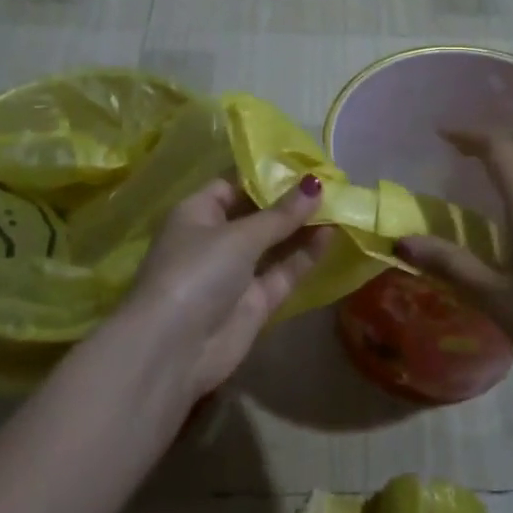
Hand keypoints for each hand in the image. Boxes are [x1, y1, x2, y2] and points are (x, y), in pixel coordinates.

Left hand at [116, 173, 331, 405]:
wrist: (174, 349)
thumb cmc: (197, 272)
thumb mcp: (239, 236)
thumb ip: (281, 214)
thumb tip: (316, 183)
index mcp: (197, 213)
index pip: (232, 185)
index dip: (265, 174)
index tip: (302, 163)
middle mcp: (215, 240)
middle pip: (256, 214)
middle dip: (289, 201)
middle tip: (330, 181)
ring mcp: (235, 273)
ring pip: (273, 244)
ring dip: (301, 227)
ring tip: (339, 204)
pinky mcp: (254, 302)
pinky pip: (282, 272)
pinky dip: (304, 256)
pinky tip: (331, 234)